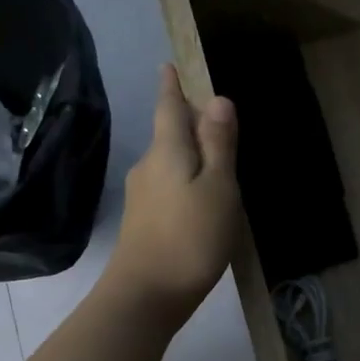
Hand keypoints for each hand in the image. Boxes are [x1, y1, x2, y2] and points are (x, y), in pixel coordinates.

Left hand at [102, 63, 240, 329]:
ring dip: (189, 157)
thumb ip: (218, 145)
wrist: (146, 294)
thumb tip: (217, 99)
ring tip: (215, 163)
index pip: (169, 107)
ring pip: (168, 164)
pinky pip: (167, 189)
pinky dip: (184, 183)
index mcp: (167, 151)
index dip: (172, 86)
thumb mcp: (218, 189)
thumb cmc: (191, 238)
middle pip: (168, 134)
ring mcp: (140, 197)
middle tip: (214, 119)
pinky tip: (199, 200)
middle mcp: (147, 166)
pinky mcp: (142, 223)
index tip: (169, 65)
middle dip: (188, 123)